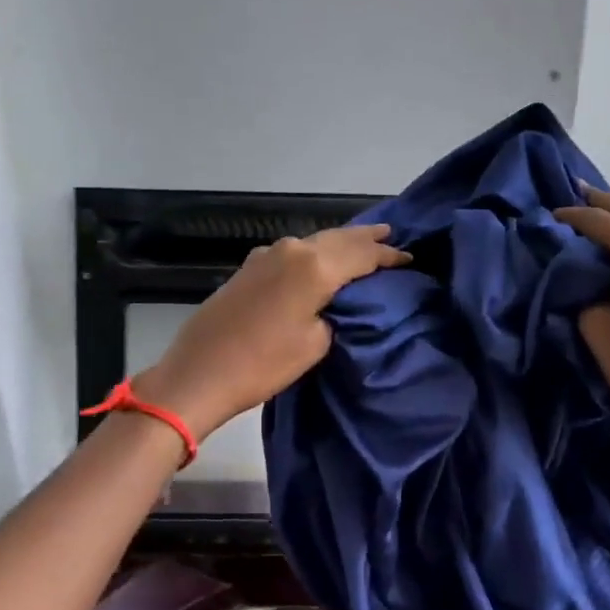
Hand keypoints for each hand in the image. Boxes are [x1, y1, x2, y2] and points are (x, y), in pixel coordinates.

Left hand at [134, 224, 409, 439]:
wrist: (199, 373)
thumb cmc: (263, 364)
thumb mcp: (315, 343)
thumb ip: (335, 313)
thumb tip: (335, 302)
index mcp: (314, 266)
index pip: (363, 254)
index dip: (388, 256)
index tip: (410, 258)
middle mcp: (292, 250)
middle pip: (339, 238)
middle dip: (367, 239)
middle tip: (392, 236)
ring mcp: (266, 255)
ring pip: (315, 242)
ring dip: (340, 243)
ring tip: (363, 244)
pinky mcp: (250, 267)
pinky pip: (295, 252)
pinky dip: (316, 253)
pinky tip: (322, 260)